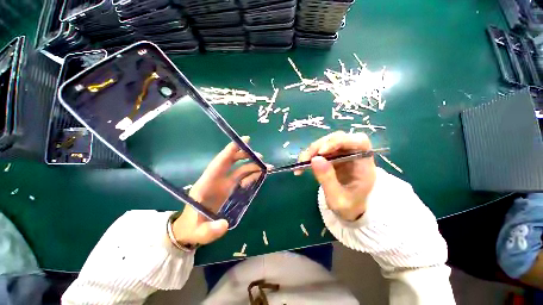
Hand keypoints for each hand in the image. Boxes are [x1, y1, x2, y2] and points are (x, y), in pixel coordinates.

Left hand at [172, 136, 262, 244]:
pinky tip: (258, 175)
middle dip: (243, 155)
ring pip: (238, 168)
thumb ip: (209, 230)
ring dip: (251, 165)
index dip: (229, 151)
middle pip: (229, 161)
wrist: (190, 230)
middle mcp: (215, 180)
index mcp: (205, 184)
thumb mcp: (198, 233)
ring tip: (265, 167)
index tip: (241, 142)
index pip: (218, 164)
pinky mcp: (228, 188)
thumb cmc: (191, 228)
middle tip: (259, 156)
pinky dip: (250, 174)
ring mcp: (223, 183)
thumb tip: (225, 225)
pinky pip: (241, 177)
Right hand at [296, 131, 376, 220]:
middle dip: (320, 146)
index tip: (322, 152)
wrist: (349, 209)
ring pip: (326, 142)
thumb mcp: (338, 199)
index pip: (359, 141)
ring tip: (301, 164)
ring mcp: (342, 154)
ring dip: (311, 151)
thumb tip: (315, 159)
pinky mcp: (331, 156)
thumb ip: (328, 179)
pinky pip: (319, 150)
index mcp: (364, 164)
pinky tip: (301, 166)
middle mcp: (354, 155)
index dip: (340, 141)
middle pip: (338, 138)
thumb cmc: (348, 206)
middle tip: (306, 159)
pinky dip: (308, 156)